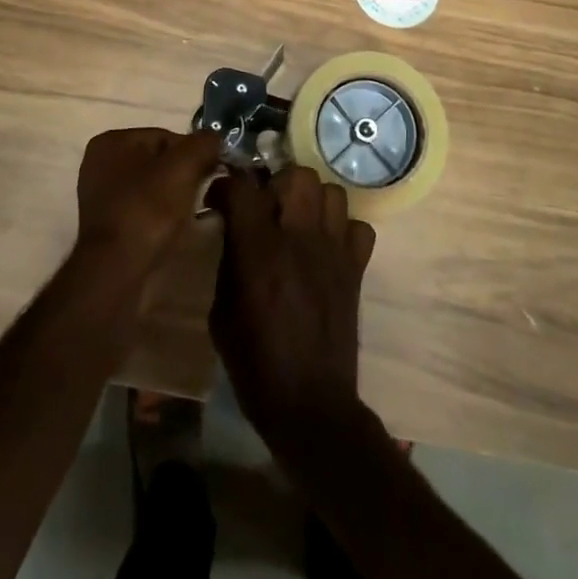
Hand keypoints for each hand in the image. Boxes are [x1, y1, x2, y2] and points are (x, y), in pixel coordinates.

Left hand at [75, 127, 221, 279]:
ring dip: (176, 198)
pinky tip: (177, 230)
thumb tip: (216, 140)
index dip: (193, 154)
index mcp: (112, 142)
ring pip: (154, 188)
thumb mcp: (184, 166)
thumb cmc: (148, 210)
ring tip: (194, 215)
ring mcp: (101, 198)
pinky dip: (162, 217)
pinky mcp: (108, 227)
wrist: (118, 271)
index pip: (166, 137)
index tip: (210, 173)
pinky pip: (145, 211)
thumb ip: (205, 143)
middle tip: (204, 194)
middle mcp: (100, 165)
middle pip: (160, 162)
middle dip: (185, 176)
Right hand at [207, 167, 376, 445]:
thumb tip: (231, 228)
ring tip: (298, 221)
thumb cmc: (254, 362)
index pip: (243, 187)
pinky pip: (358, 226)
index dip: (228, 185)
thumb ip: (228, 260)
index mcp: (258, 250)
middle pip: (296, 175)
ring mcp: (333, 250)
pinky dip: (343, 229)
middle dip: (277, 182)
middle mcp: (299, 238)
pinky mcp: (356, 267)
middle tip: (266, 207)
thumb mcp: (221, 312)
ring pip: (331, 191)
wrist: (309, 403)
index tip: (220, 199)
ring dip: (312, 200)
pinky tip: (327, 247)